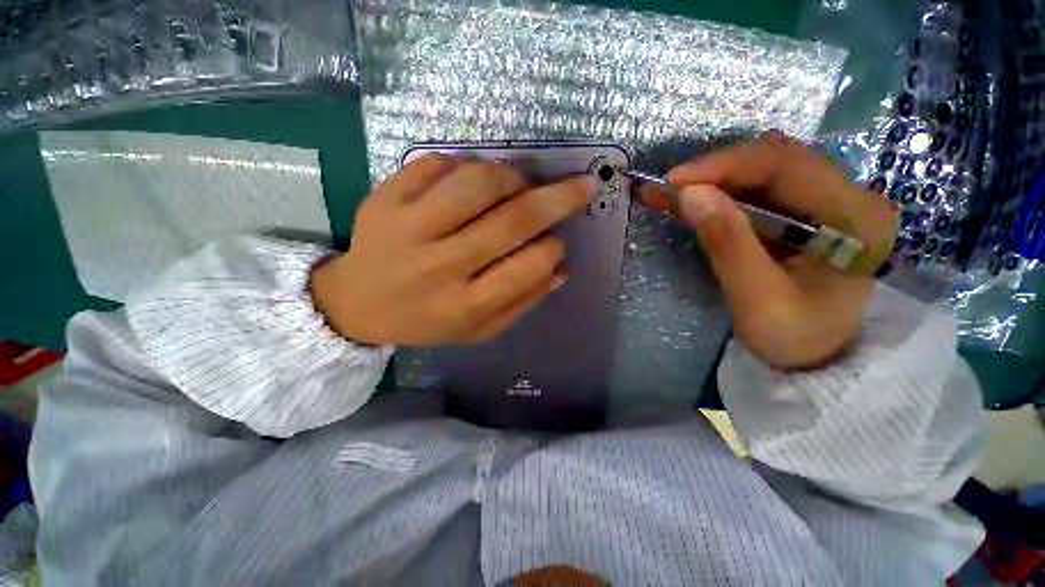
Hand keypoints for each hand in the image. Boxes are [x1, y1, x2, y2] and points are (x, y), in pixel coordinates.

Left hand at [311, 155, 593, 345]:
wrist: (356, 304)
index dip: (552, 250)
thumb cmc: (425, 321)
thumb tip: (561, 269)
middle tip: (580, 186)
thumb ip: (522, 302)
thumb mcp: (478, 329)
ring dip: (511, 177)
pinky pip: (436, 165)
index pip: (526, 268)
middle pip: (510, 221)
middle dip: (557, 199)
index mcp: (465, 305)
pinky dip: (465, 164)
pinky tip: (472, 180)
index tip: (557, 242)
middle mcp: (440, 266)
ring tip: (520, 184)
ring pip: (476, 184)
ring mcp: (409, 228)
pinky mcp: (385, 199)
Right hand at [644, 132, 898, 370]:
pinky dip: (716, 195)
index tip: (674, 182)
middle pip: (772, 162)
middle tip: (666, 189)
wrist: (818, 357)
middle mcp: (846, 195)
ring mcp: (824, 201)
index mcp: (854, 216)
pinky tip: (686, 200)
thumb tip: (690, 195)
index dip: (725, 165)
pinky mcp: (801, 212)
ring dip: (710, 182)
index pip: (786, 165)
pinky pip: (754, 193)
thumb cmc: (796, 337)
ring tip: (666, 194)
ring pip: (759, 174)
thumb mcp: (758, 299)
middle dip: (713, 172)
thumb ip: (728, 245)